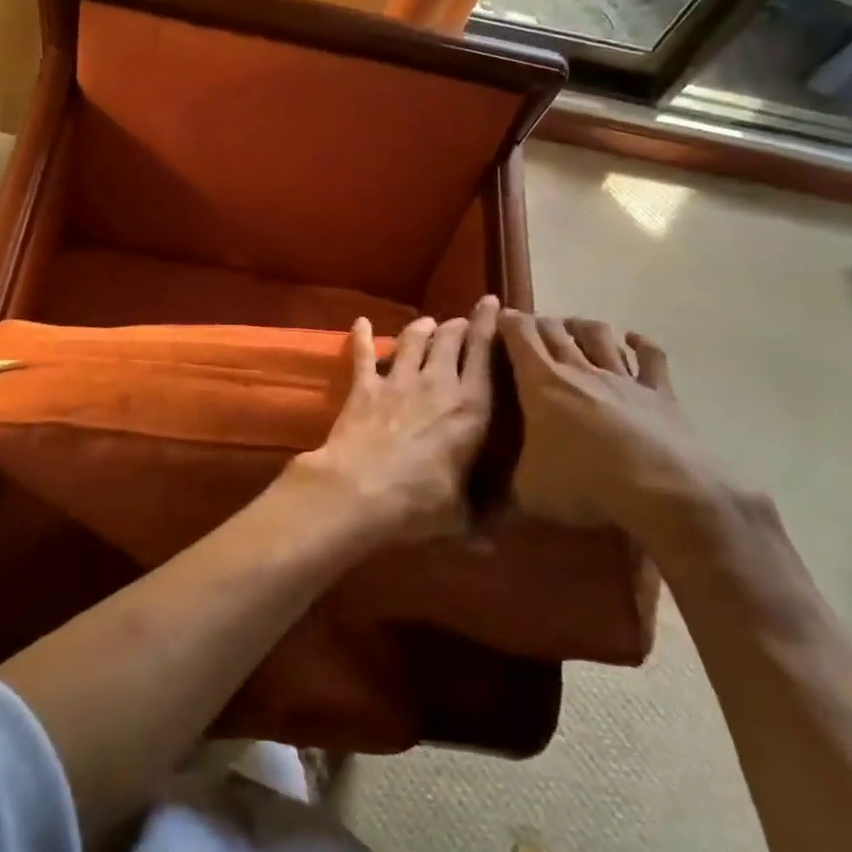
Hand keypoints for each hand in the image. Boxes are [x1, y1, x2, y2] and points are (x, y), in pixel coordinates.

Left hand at [288, 297, 499, 544]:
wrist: (359, 490)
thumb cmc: (418, 504)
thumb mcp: (458, 517)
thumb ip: (476, 521)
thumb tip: (491, 546)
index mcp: (470, 408)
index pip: (485, 357)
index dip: (490, 327)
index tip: (493, 305)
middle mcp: (438, 384)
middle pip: (450, 340)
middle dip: (458, 326)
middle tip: (461, 322)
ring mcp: (399, 381)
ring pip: (414, 341)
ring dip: (422, 328)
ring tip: (427, 322)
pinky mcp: (365, 386)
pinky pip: (365, 354)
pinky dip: (363, 337)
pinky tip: (361, 322)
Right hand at [499, 310, 729, 546]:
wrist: (658, 488)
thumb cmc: (582, 482)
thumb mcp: (528, 492)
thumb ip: (506, 487)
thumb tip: (487, 505)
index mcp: (540, 382)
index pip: (519, 335)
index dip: (507, 322)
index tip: (499, 317)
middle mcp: (578, 369)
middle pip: (556, 330)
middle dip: (540, 323)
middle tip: (532, 328)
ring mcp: (621, 377)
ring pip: (598, 335)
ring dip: (583, 325)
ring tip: (574, 326)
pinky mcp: (658, 391)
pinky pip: (650, 356)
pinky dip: (640, 343)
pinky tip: (632, 339)